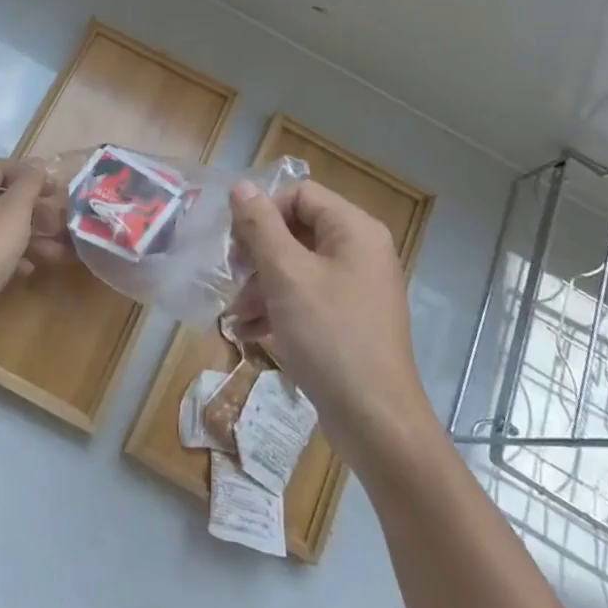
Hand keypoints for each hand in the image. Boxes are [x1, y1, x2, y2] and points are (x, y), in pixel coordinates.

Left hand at [0, 158, 55, 352]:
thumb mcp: (14, 211)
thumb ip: (30, 184)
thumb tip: (39, 165)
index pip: (3, 166)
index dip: (32, 174)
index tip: (57, 188)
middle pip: (3, 198)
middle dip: (35, 210)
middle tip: (61, 221)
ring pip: (0, 226)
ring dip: (30, 236)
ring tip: (58, 251)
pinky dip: (12, 255)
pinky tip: (29, 269)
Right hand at [227, 180, 435, 469]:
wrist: (375, 421)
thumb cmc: (330, 336)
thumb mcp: (287, 276)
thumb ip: (261, 226)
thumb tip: (241, 186)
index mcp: (354, 230)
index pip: (299, 193)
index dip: (263, 211)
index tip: (236, 243)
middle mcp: (359, 250)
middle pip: (296, 228)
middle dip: (258, 253)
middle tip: (233, 277)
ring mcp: (355, 287)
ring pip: (296, 265)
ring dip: (260, 284)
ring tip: (235, 314)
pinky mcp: (347, 319)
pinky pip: (305, 296)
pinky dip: (277, 307)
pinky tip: (249, 332)